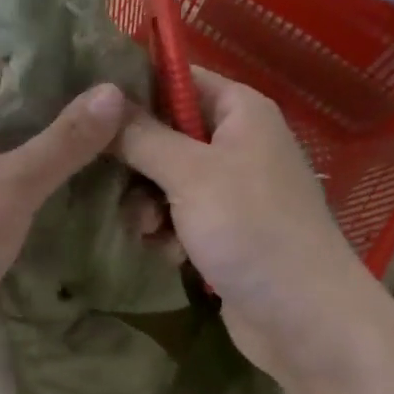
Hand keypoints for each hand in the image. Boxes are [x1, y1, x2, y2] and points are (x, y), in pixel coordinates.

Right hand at [114, 69, 372, 381]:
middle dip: (138, 165)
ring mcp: (233, 191)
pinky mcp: (225, 232)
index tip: (90, 111)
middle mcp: (238, 143)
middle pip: (165, 133)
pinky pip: (180, 218)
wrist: (303, 316)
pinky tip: (170, 255)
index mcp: (241, 111)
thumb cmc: (251, 229)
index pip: (178, 77)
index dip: (134, 90)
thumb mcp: (189, 174)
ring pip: (166, 182)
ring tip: (150, 231)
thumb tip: (101, 97)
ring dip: (150, 206)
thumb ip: (142, 135)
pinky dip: (170, 234)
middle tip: (117, 187)